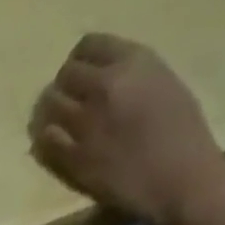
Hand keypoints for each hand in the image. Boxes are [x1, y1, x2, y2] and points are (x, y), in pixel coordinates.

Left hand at [29, 35, 224, 224]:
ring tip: (54, 124)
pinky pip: (46, 142)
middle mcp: (105, 86)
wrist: (176, 179)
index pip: (87, 46)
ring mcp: (86, 124)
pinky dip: (45, 141)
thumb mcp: (160, 83)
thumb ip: (129, 75)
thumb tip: (101, 80)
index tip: (80, 76)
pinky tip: (51, 146)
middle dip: (62, 89)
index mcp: (132, 61)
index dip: (79, 62)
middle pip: (64, 76)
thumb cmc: (180, 132)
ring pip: (49, 108)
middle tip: (65, 104)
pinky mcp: (74, 159)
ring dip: (48, 115)